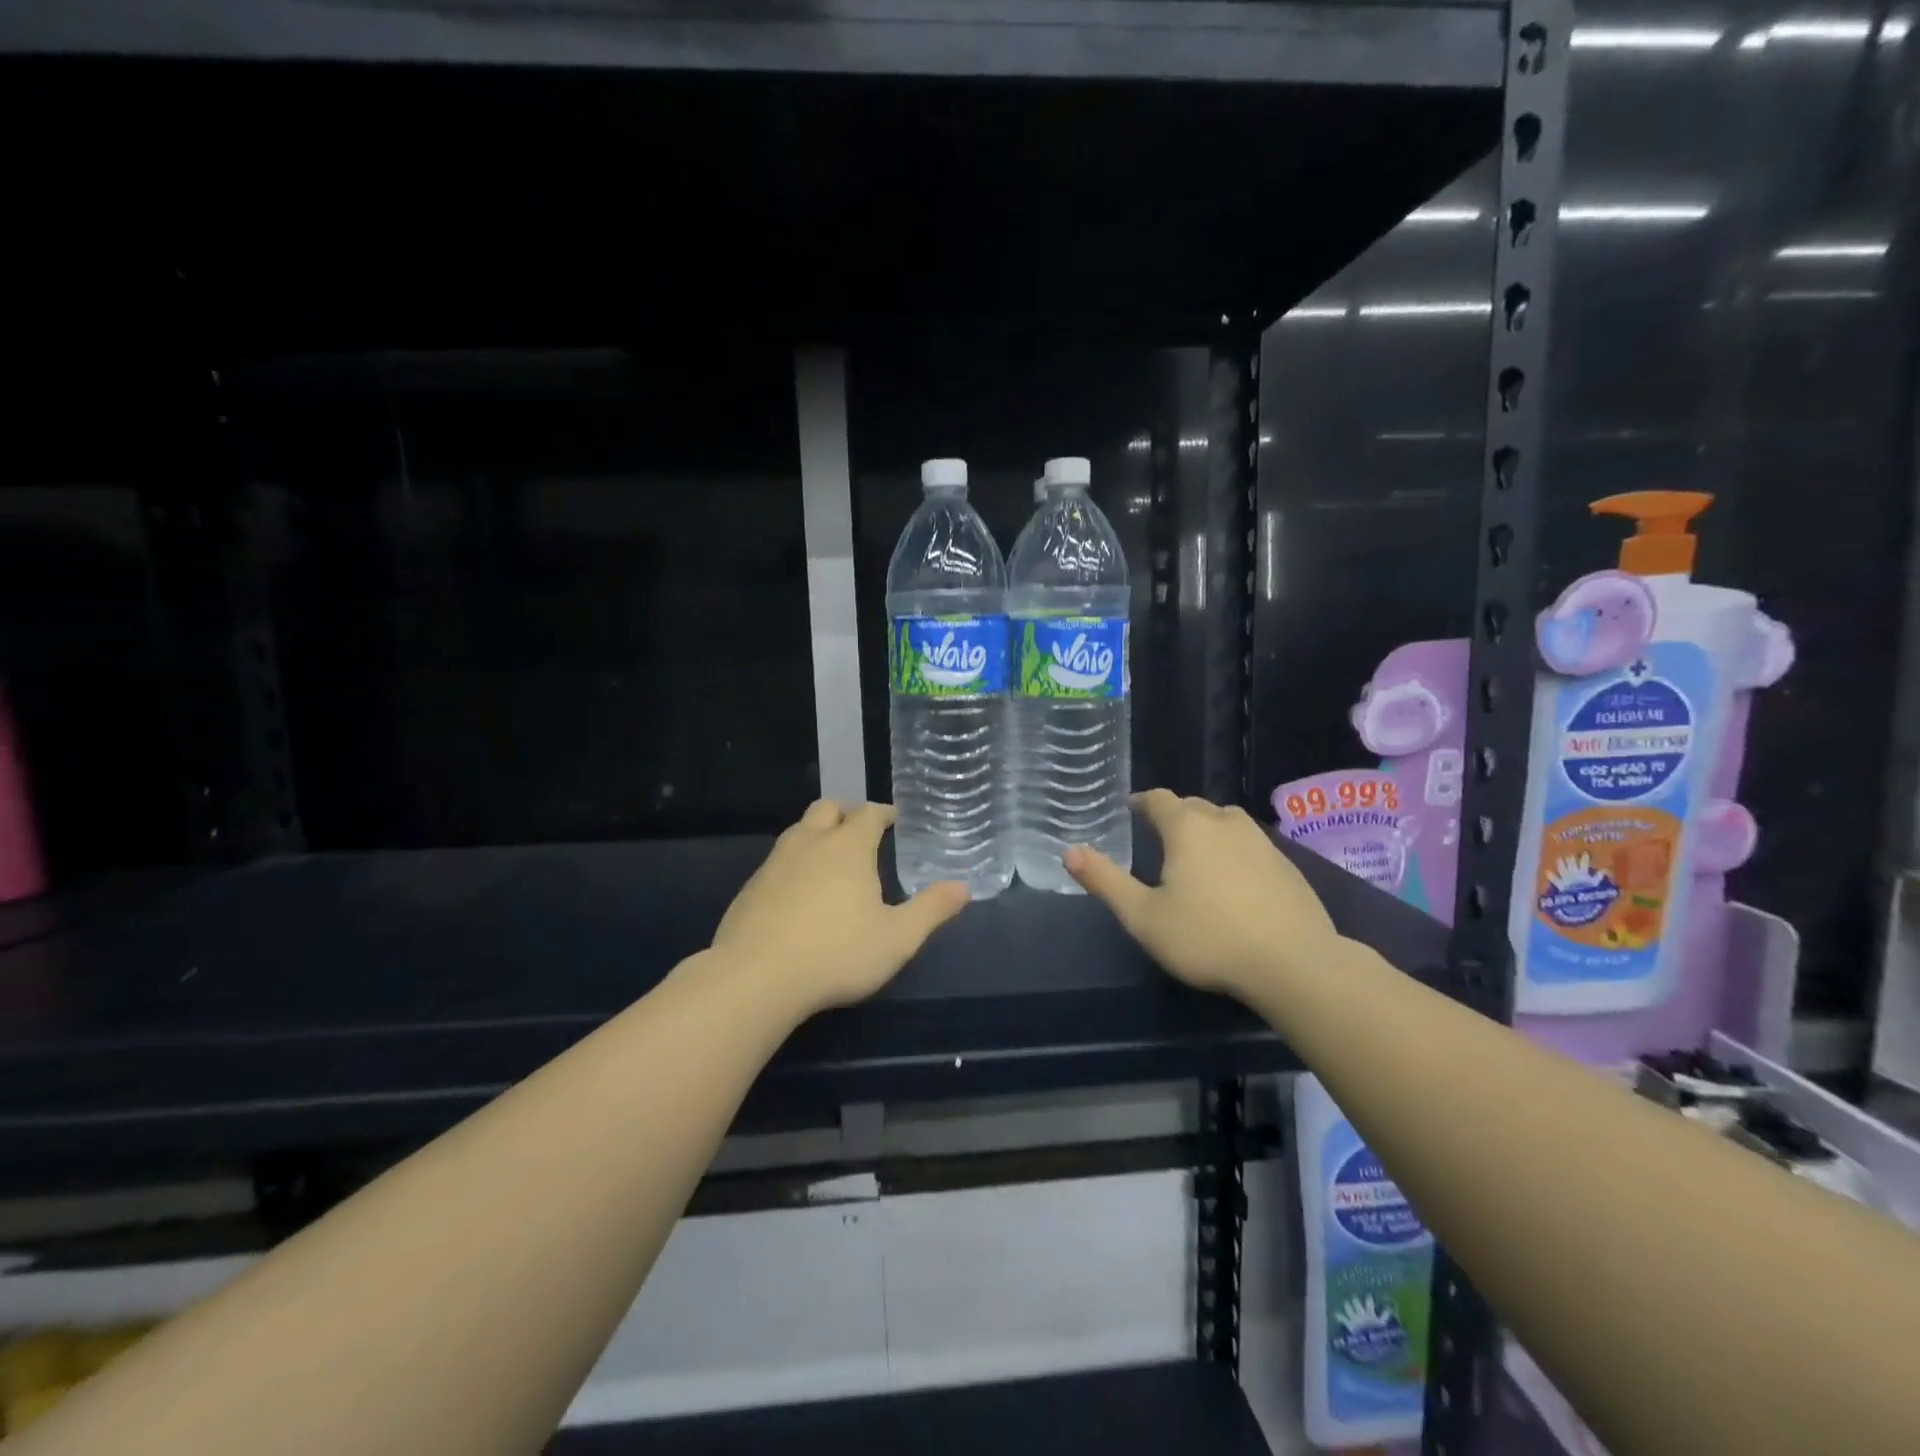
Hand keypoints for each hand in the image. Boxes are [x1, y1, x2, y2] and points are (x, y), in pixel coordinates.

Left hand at [711, 800, 969, 1016]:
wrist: (755, 978)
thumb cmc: (837, 954)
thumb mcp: (897, 938)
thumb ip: (931, 910)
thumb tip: (963, 887)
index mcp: (847, 847)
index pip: (869, 813)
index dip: (884, 813)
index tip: (895, 819)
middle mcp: (809, 843)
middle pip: (827, 809)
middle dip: (846, 814)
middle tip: (861, 833)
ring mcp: (774, 864)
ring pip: (798, 832)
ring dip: (817, 836)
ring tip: (831, 861)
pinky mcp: (750, 889)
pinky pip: (777, 862)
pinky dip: (793, 866)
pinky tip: (798, 896)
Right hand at [1065, 788, 1337, 999]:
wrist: (1295, 964)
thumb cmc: (1209, 938)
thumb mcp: (1144, 917)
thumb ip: (1105, 881)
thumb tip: (1070, 851)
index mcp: (1187, 827)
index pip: (1158, 799)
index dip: (1140, 803)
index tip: (1128, 813)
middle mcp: (1225, 822)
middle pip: (1192, 807)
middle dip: (1172, 817)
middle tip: (1155, 841)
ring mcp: (1262, 841)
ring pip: (1224, 822)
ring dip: (1205, 831)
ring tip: (1193, 857)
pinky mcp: (1287, 865)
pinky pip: (1249, 844)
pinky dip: (1233, 851)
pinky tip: (1232, 881)